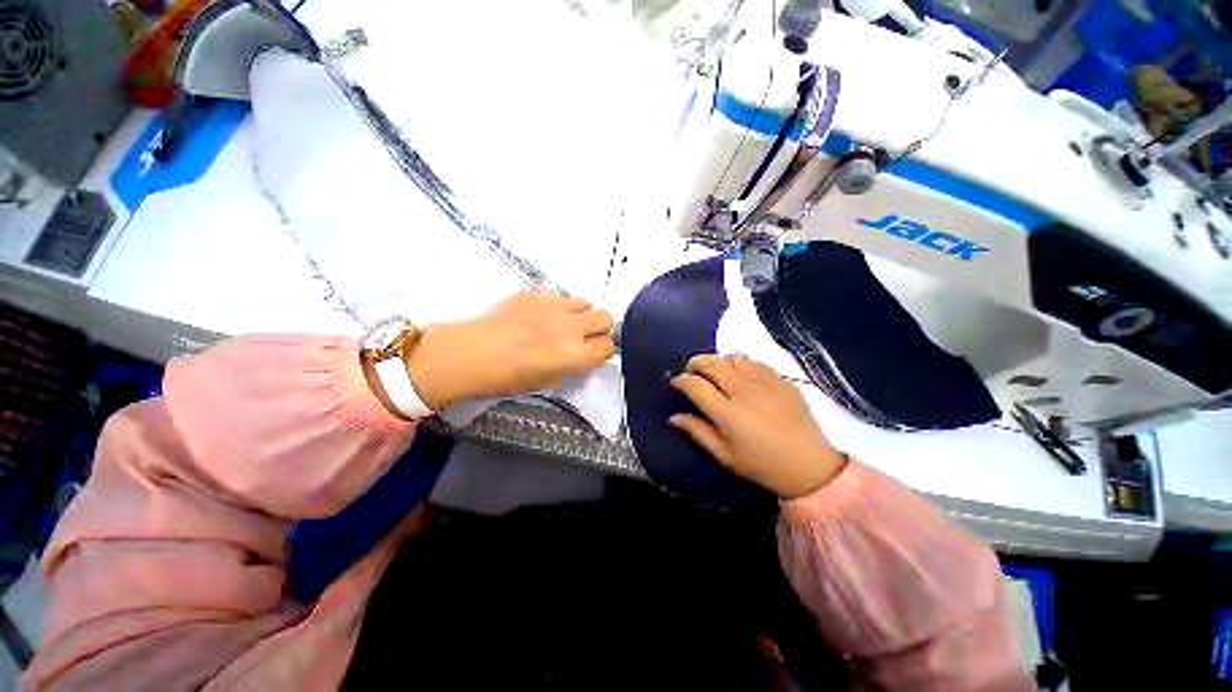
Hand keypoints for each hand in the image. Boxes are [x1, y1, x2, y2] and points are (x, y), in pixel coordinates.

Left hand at [405, 291, 615, 409]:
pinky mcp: (534, 292)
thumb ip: (570, 368)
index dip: (603, 351)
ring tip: (562, 323)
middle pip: (605, 317)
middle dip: (600, 328)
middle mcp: (569, 327)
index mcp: (572, 354)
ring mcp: (552, 306)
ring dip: (580, 314)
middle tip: (584, 336)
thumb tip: (579, 357)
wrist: (469, 353)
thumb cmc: (506, 377)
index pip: (607, 346)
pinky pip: (559, 296)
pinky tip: (538, 316)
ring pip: (584, 302)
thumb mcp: (545, 382)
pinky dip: (557, 307)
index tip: (594, 353)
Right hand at [669, 354, 846, 498]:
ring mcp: (765, 383)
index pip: (696, 385)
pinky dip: (740, 363)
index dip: (681, 380)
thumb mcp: (725, 456)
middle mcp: (744, 392)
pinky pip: (754, 362)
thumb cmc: (762, 465)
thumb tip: (673, 417)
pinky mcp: (782, 380)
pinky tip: (739, 374)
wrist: (810, 466)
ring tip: (714, 371)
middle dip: (696, 363)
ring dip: (718, 360)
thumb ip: (698, 432)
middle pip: (713, 364)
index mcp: (728, 413)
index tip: (676, 382)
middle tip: (691, 371)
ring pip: (733, 358)